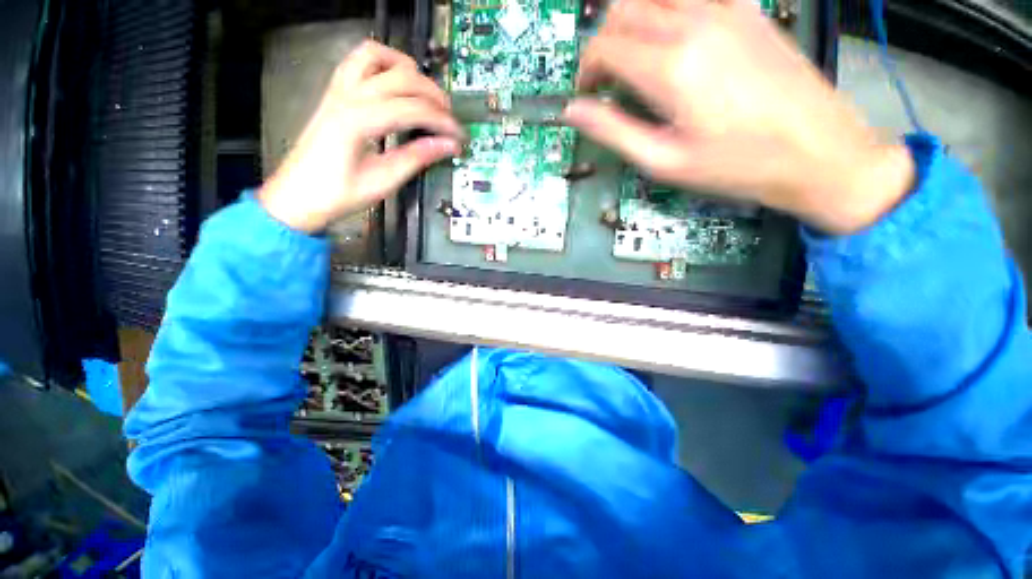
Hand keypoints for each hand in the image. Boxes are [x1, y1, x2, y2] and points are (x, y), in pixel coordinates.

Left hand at [259, 41, 463, 233]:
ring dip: (408, 69)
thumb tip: (448, 146)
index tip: (460, 137)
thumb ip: (416, 158)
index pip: (413, 109)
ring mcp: (339, 89)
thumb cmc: (338, 194)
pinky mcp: (336, 92)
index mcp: (359, 121)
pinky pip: (359, 60)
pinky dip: (383, 62)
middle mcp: (349, 95)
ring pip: (378, 56)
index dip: (442, 121)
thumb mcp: (383, 181)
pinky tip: (396, 80)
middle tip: (450, 120)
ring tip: (427, 94)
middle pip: (402, 78)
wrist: (297, 195)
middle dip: (434, 96)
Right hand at [564, 0, 914, 233]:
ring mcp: (726, 10)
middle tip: (606, 79)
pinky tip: (672, 42)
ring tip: (634, 59)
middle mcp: (694, 23)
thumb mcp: (663, 161)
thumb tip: (574, 111)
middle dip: (603, 42)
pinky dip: (666, 11)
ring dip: (631, 21)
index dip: (586, 69)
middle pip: (625, 9)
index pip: (605, 46)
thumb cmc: (735, 165)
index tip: (587, 94)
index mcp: (671, 67)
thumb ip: (613, 131)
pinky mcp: (747, 11)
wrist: (818, 152)